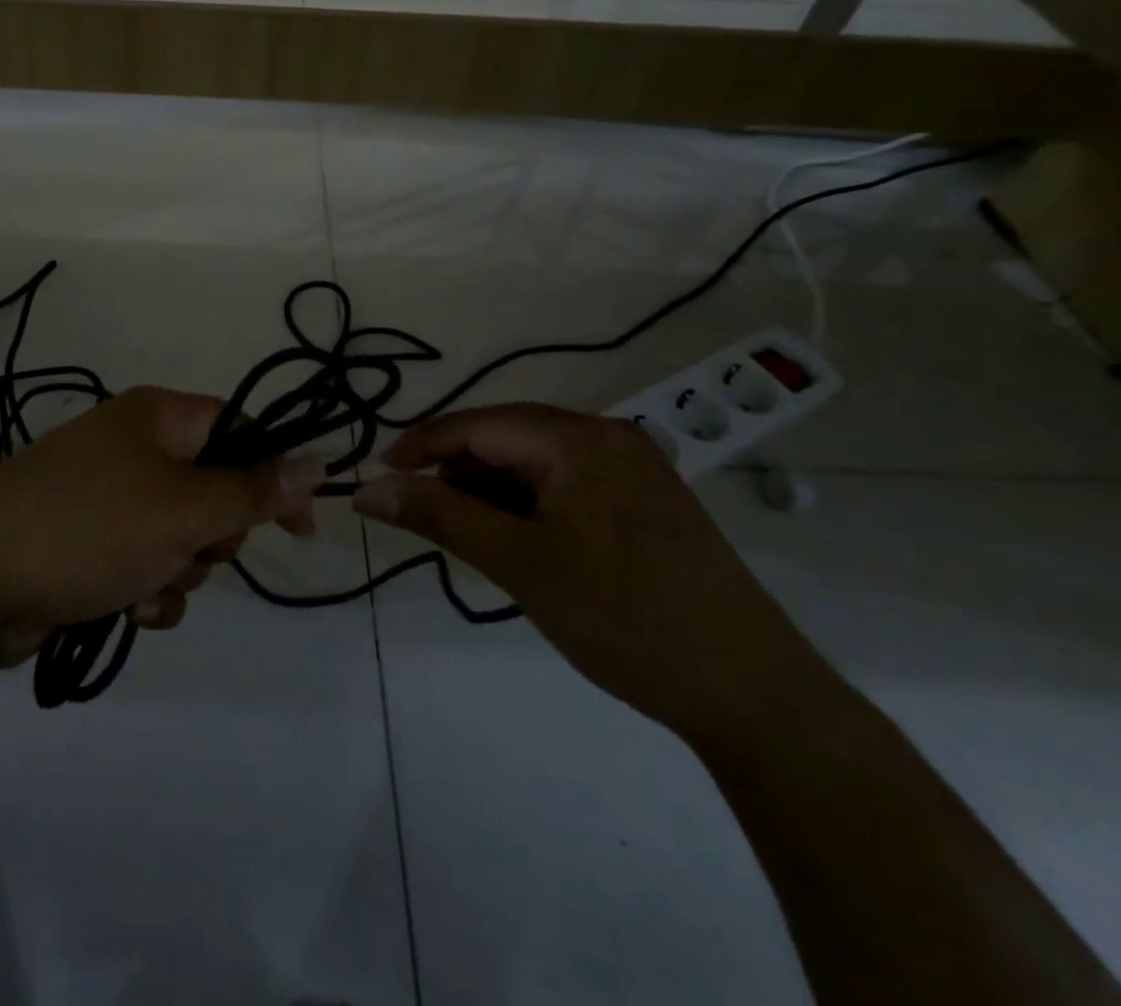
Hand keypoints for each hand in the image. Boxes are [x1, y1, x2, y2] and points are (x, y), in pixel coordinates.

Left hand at [0, 387, 325, 664]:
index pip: (242, 432)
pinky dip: (150, 589)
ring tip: (149, 583)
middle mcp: (136, 448)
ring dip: (182, 571)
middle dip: (215, 534)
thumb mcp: (184, 509)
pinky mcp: (93, 542)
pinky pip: (149, 563)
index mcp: (159, 418)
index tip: (302, 527)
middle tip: (194, 547)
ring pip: (185, 536)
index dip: (275, 476)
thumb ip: (254, 490)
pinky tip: (130, 608)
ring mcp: (112, 496)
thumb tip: (318, 460)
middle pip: (215, 489)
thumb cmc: (92, 527)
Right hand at [353, 402, 840, 745]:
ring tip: (467, 537)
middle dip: (457, 472)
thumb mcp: (518, 562)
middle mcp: (609, 440)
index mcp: (580, 439)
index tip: (377, 474)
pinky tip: (517, 545)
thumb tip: (367, 489)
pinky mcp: (646, 506)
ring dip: (492, 493)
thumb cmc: (624, 617)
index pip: (479, 424)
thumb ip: (438, 515)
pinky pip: (566, 489)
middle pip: (507, 440)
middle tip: (419, 513)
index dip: (421, 444)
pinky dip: (528, 509)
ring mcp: (634, 472)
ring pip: (536, 466)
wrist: (753, 695)